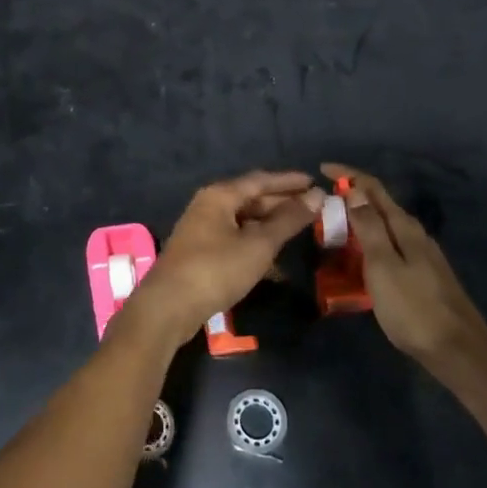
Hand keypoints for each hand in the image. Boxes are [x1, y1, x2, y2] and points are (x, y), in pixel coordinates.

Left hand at [124, 171, 323, 346]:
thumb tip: (317, 195)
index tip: (314, 182)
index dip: (289, 181)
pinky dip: (255, 242)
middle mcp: (208, 206)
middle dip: (281, 203)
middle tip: (312, 207)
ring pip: (243, 220)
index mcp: (220, 195)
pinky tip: (273, 258)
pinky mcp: (200, 252)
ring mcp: (201, 229)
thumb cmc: (216, 269)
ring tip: (298, 229)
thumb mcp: (258, 244)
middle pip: (250, 198)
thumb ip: (288, 220)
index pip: (260, 180)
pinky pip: (234, 238)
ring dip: (269, 224)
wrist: (169, 307)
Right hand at [323, 163, 486, 368]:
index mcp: (404, 227)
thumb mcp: (383, 266)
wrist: (458, 350)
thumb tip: (354, 191)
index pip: (373, 188)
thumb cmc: (414, 308)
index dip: (348, 175)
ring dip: (359, 221)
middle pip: (380, 205)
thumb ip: (369, 227)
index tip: (321, 169)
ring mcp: (421, 255)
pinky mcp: (422, 275)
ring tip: (334, 229)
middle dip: (352, 197)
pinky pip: (389, 247)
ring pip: (385, 227)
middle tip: (322, 204)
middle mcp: (415, 234)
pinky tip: (359, 258)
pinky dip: (369, 243)